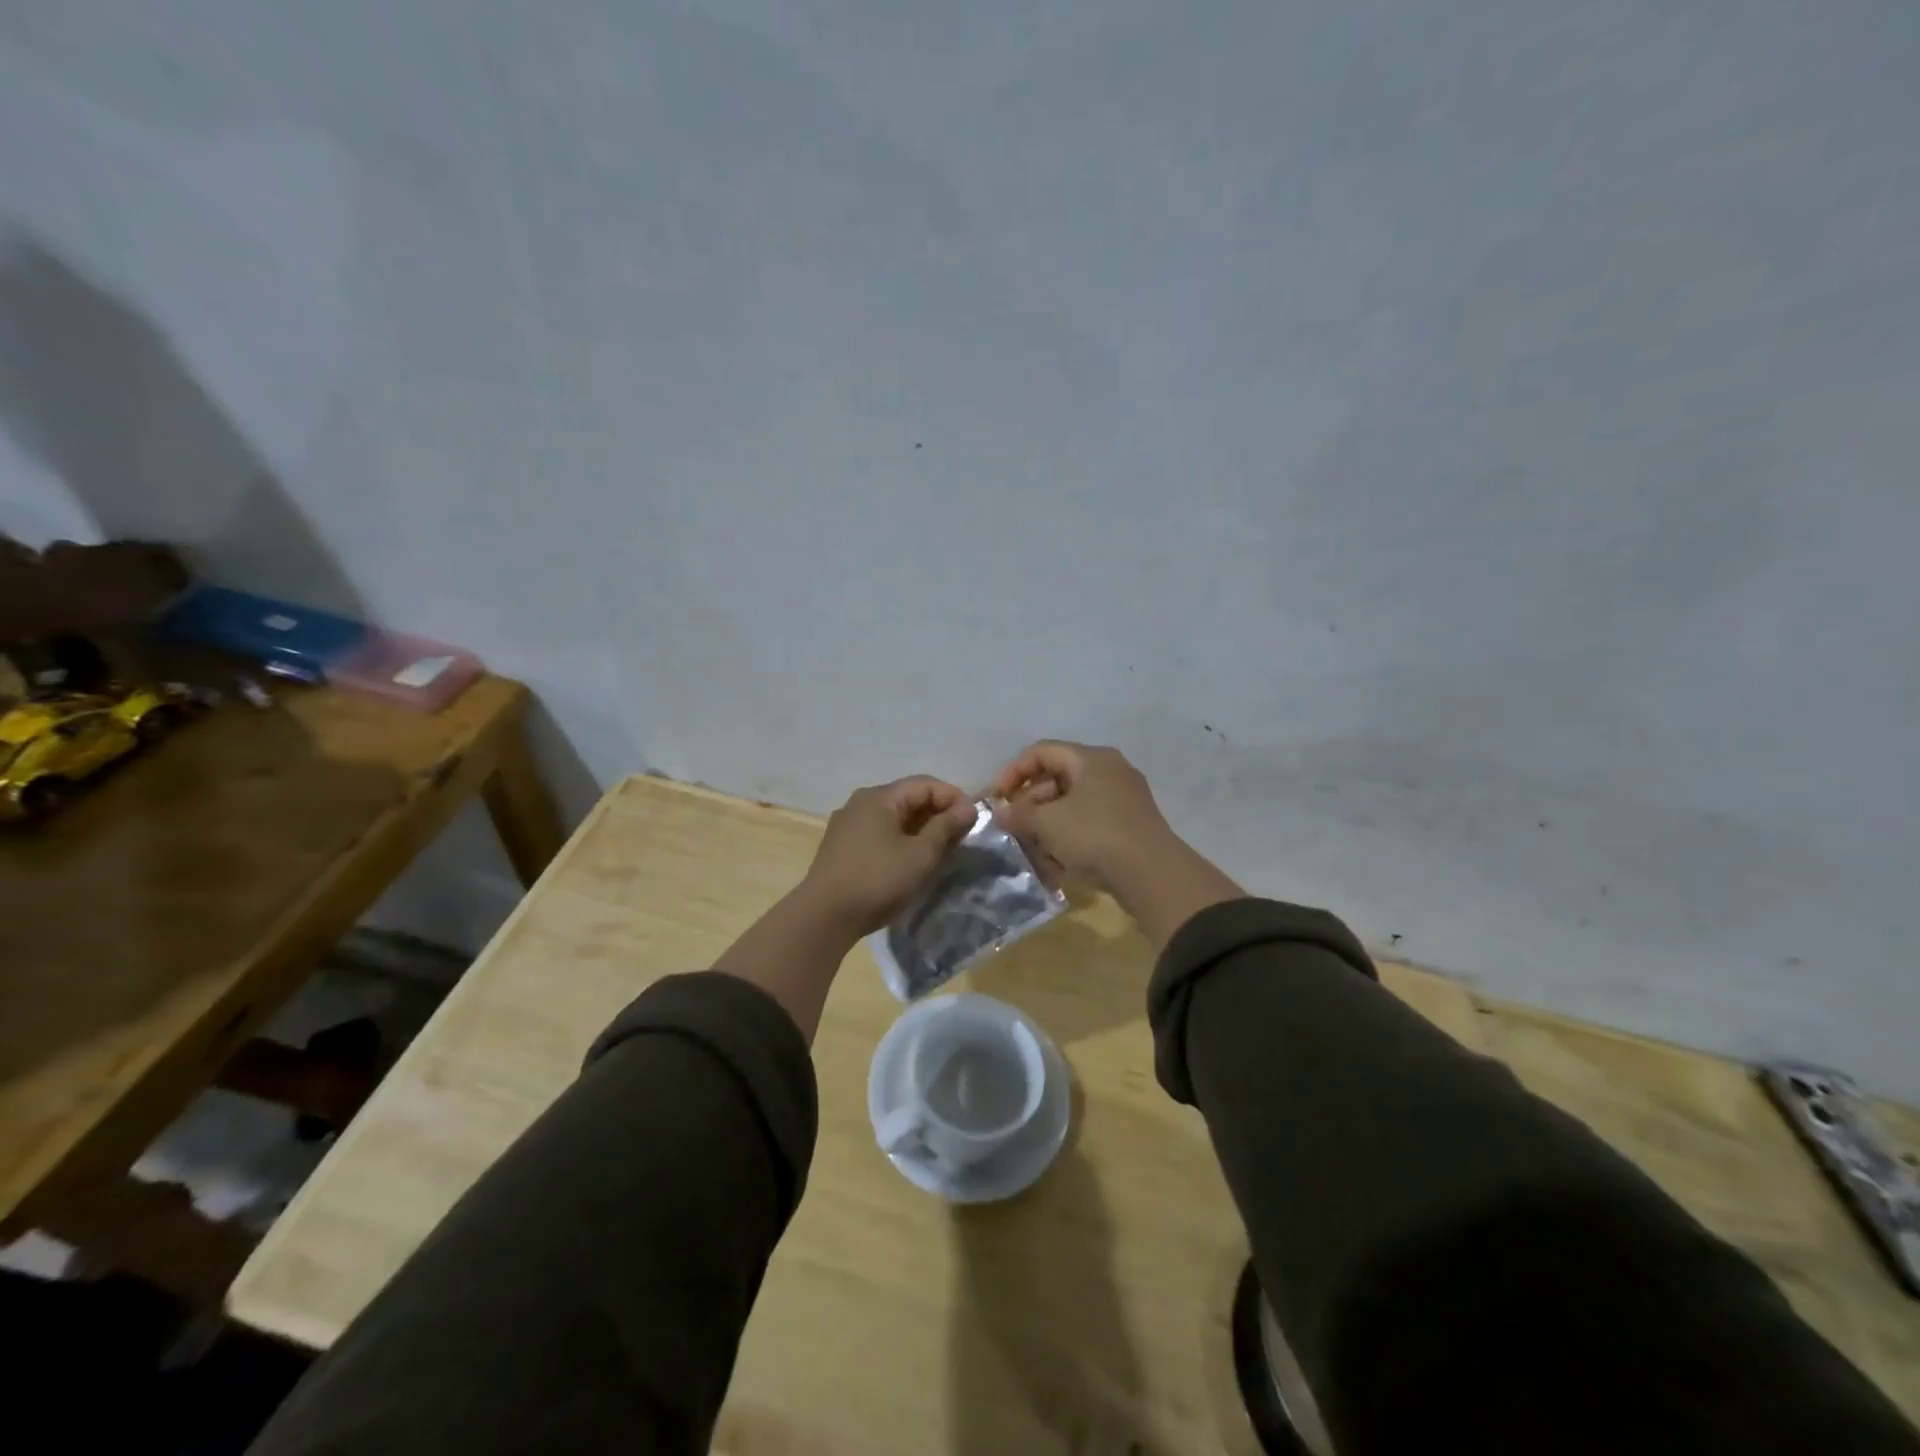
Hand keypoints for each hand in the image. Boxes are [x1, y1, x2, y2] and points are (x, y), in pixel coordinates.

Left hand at [800, 776, 978, 933]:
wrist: (824, 916)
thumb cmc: (877, 880)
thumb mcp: (920, 855)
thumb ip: (946, 827)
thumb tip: (968, 808)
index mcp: (880, 797)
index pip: (926, 784)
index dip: (954, 798)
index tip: (974, 821)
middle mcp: (861, 802)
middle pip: (908, 798)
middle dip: (938, 814)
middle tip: (961, 838)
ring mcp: (848, 825)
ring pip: (894, 817)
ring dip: (921, 829)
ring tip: (941, 851)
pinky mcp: (842, 847)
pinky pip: (880, 833)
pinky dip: (901, 840)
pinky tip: (911, 861)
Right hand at [991, 740, 1242, 948]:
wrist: (1152, 874)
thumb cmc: (1095, 835)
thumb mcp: (1048, 823)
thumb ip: (1019, 815)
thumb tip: (1000, 813)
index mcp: (1091, 759)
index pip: (1042, 752)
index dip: (1013, 771)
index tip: (996, 798)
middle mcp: (1110, 771)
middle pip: (1057, 778)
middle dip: (1030, 804)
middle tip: (1013, 827)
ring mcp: (1123, 799)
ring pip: (1072, 805)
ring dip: (1047, 826)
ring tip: (1033, 850)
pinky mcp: (1130, 827)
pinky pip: (1089, 824)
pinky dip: (1069, 838)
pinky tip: (1058, 864)